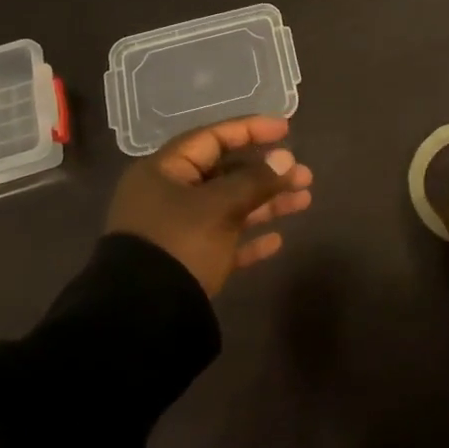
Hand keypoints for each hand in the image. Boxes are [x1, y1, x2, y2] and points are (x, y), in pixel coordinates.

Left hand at [106, 116, 314, 296]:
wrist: (144, 318)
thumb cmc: (180, 243)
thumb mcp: (220, 206)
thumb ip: (255, 181)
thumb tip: (286, 158)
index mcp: (164, 171)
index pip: (212, 138)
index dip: (250, 130)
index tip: (286, 129)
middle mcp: (168, 195)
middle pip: (225, 173)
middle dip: (267, 173)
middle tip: (304, 175)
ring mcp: (177, 230)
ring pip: (229, 207)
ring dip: (266, 203)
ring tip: (305, 200)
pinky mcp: (187, 262)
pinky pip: (224, 241)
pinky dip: (249, 238)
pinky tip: (278, 241)